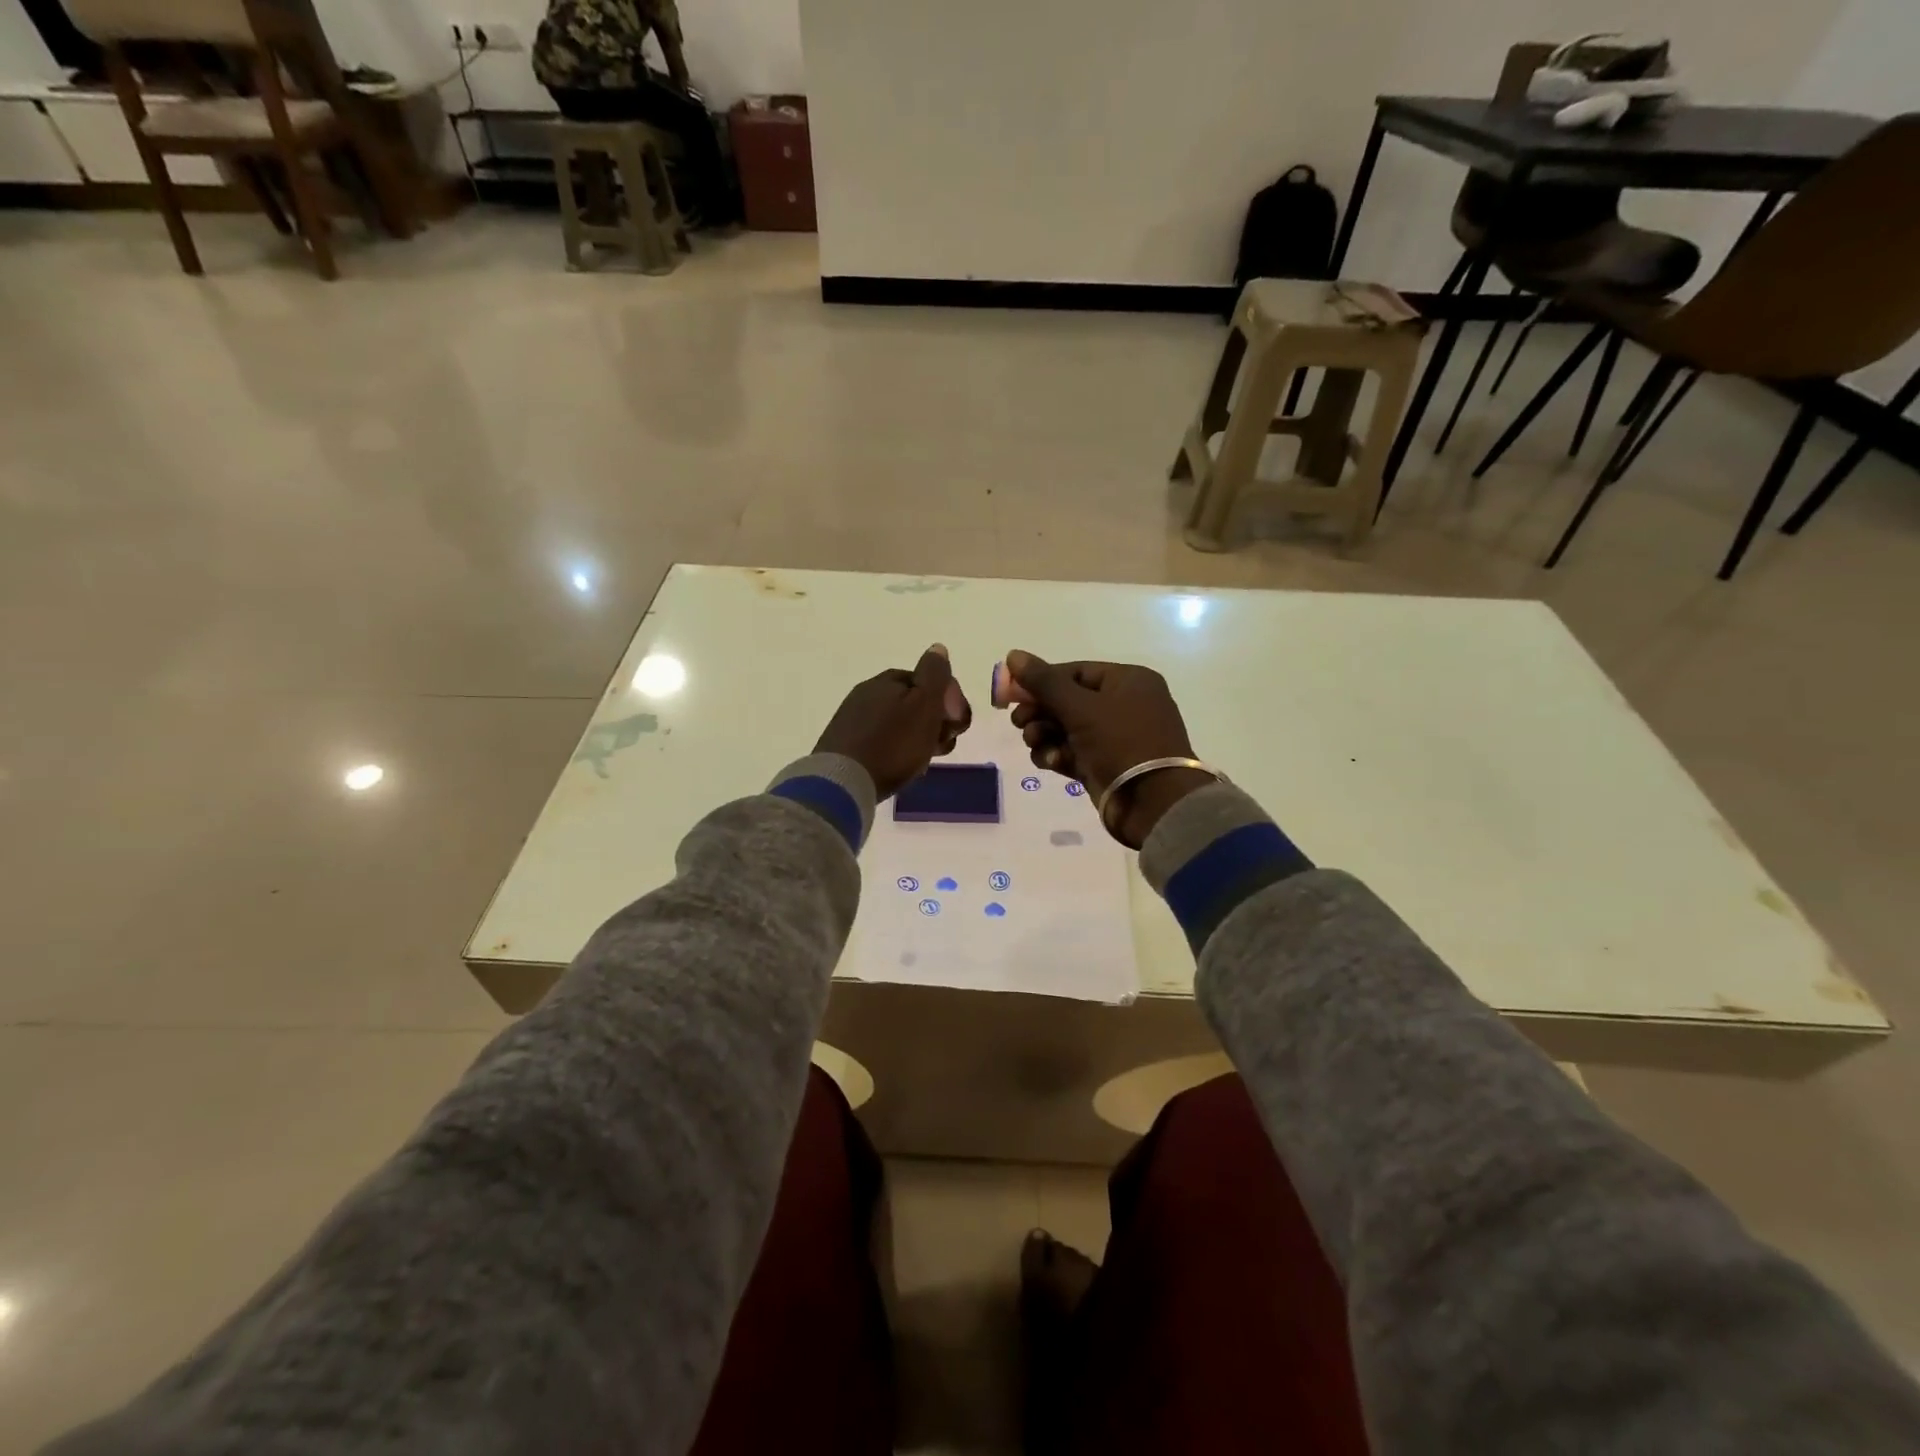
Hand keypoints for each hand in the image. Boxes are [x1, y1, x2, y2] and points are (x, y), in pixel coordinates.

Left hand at [816, 645, 971, 799]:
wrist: (844, 781)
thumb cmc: (893, 744)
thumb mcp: (924, 705)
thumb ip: (934, 674)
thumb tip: (937, 648)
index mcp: (887, 680)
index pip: (928, 681)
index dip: (949, 702)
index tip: (955, 726)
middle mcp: (867, 693)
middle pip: (913, 704)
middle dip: (934, 722)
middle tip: (941, 747)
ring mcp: (852, 719)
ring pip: (898, 724)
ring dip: (917, 739)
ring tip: (922, 761)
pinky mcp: (844, 744)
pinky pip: (880, 741)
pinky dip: (896, 750)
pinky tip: (899, 767)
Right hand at [1005, 650, 1210, 847]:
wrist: (1153, 803)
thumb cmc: (1121, 743)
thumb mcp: (1080, 707)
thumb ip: (1043, 682)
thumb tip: (1013, 655)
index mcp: (1128, 681)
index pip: (1074, 672)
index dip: (1040, 681)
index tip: (1011, 694)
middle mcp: (1124, 705)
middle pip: (1067, 700)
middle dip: (1039, 712)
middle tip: (1019, 723)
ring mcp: (1115, 737)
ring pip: (1065, 728)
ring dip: (1044, 735)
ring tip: (1036, 744)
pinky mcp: (1104, 764)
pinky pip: (1072, 752)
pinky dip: (1057, 755)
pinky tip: (1051, 763)